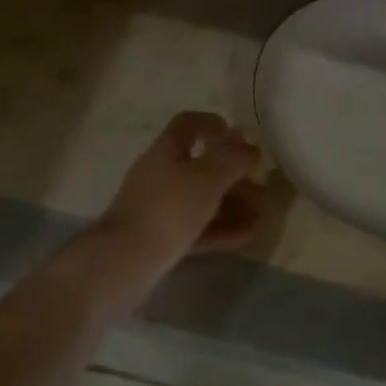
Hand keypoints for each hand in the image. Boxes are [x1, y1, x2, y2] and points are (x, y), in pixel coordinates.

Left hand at [98, 112, 265, 268]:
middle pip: (200, 165)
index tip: (240, 136)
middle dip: (233, 174)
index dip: (213, 124)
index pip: (188, 124)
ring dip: (231, 203)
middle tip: (260, 186)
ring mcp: (158, 208)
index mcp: (166, 150)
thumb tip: (250, 148)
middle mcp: (160, 174)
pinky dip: (221, 228)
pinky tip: (246, 235)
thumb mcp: (207, 177)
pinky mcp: (160, 238)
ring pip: (200, 199)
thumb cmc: (168, 209)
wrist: (124, 261)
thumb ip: (232, 159)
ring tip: (260, 214)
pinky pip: (197, 226)